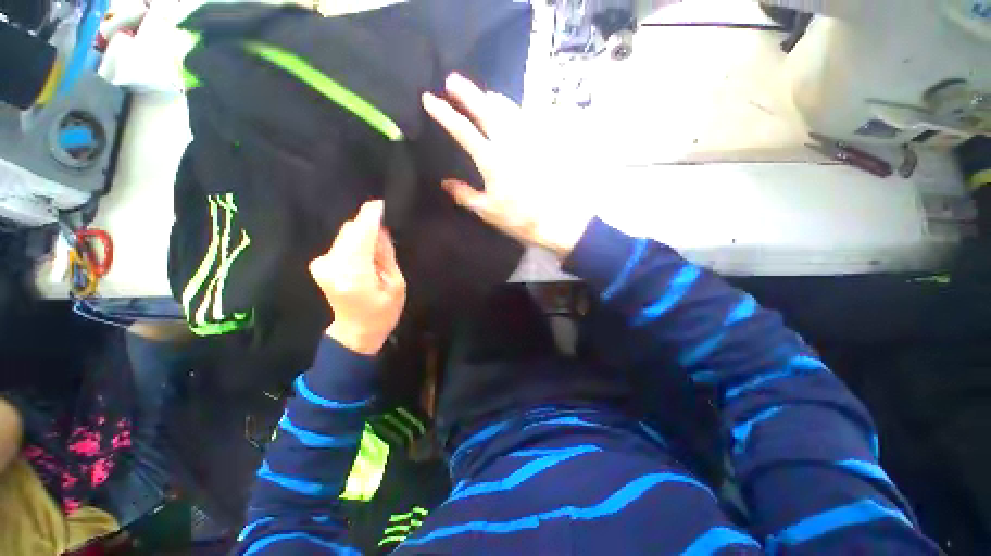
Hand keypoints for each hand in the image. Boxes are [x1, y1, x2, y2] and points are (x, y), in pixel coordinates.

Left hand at [310, 200, 405, 354]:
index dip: (372, 215)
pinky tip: (366, 255)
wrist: (356, 331)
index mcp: (354, 273)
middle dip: (369, 226)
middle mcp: (332, 264)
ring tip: (378, 250)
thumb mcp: (396, 284)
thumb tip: (381, 229)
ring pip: (346, 234)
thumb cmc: (383, 312)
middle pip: (351, 230)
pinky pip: (341, 242)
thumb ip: (386, 254)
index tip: (383, 204)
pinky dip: (355, 242)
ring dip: (363, 235)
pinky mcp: (319, 263)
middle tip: (387, 235)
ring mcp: (322, 263)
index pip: (362, 233)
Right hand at [422, 73, 590, 258]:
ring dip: (492, 99)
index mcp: (491, 160)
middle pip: (486, 110)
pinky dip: (513, 110)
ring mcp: (526, 141)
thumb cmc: (517, 217)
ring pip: (507, 110)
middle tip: (452, 79)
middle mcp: (508, 143)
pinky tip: (510, 111)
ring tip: (483, 93)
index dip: (444, 114)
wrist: (552, 218)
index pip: (463, 131)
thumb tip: (445, 183)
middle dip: (467, 93)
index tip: (429, 99)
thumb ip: (465, 195)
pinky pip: (525, 120)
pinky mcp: (540, 145)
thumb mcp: (487, 210)